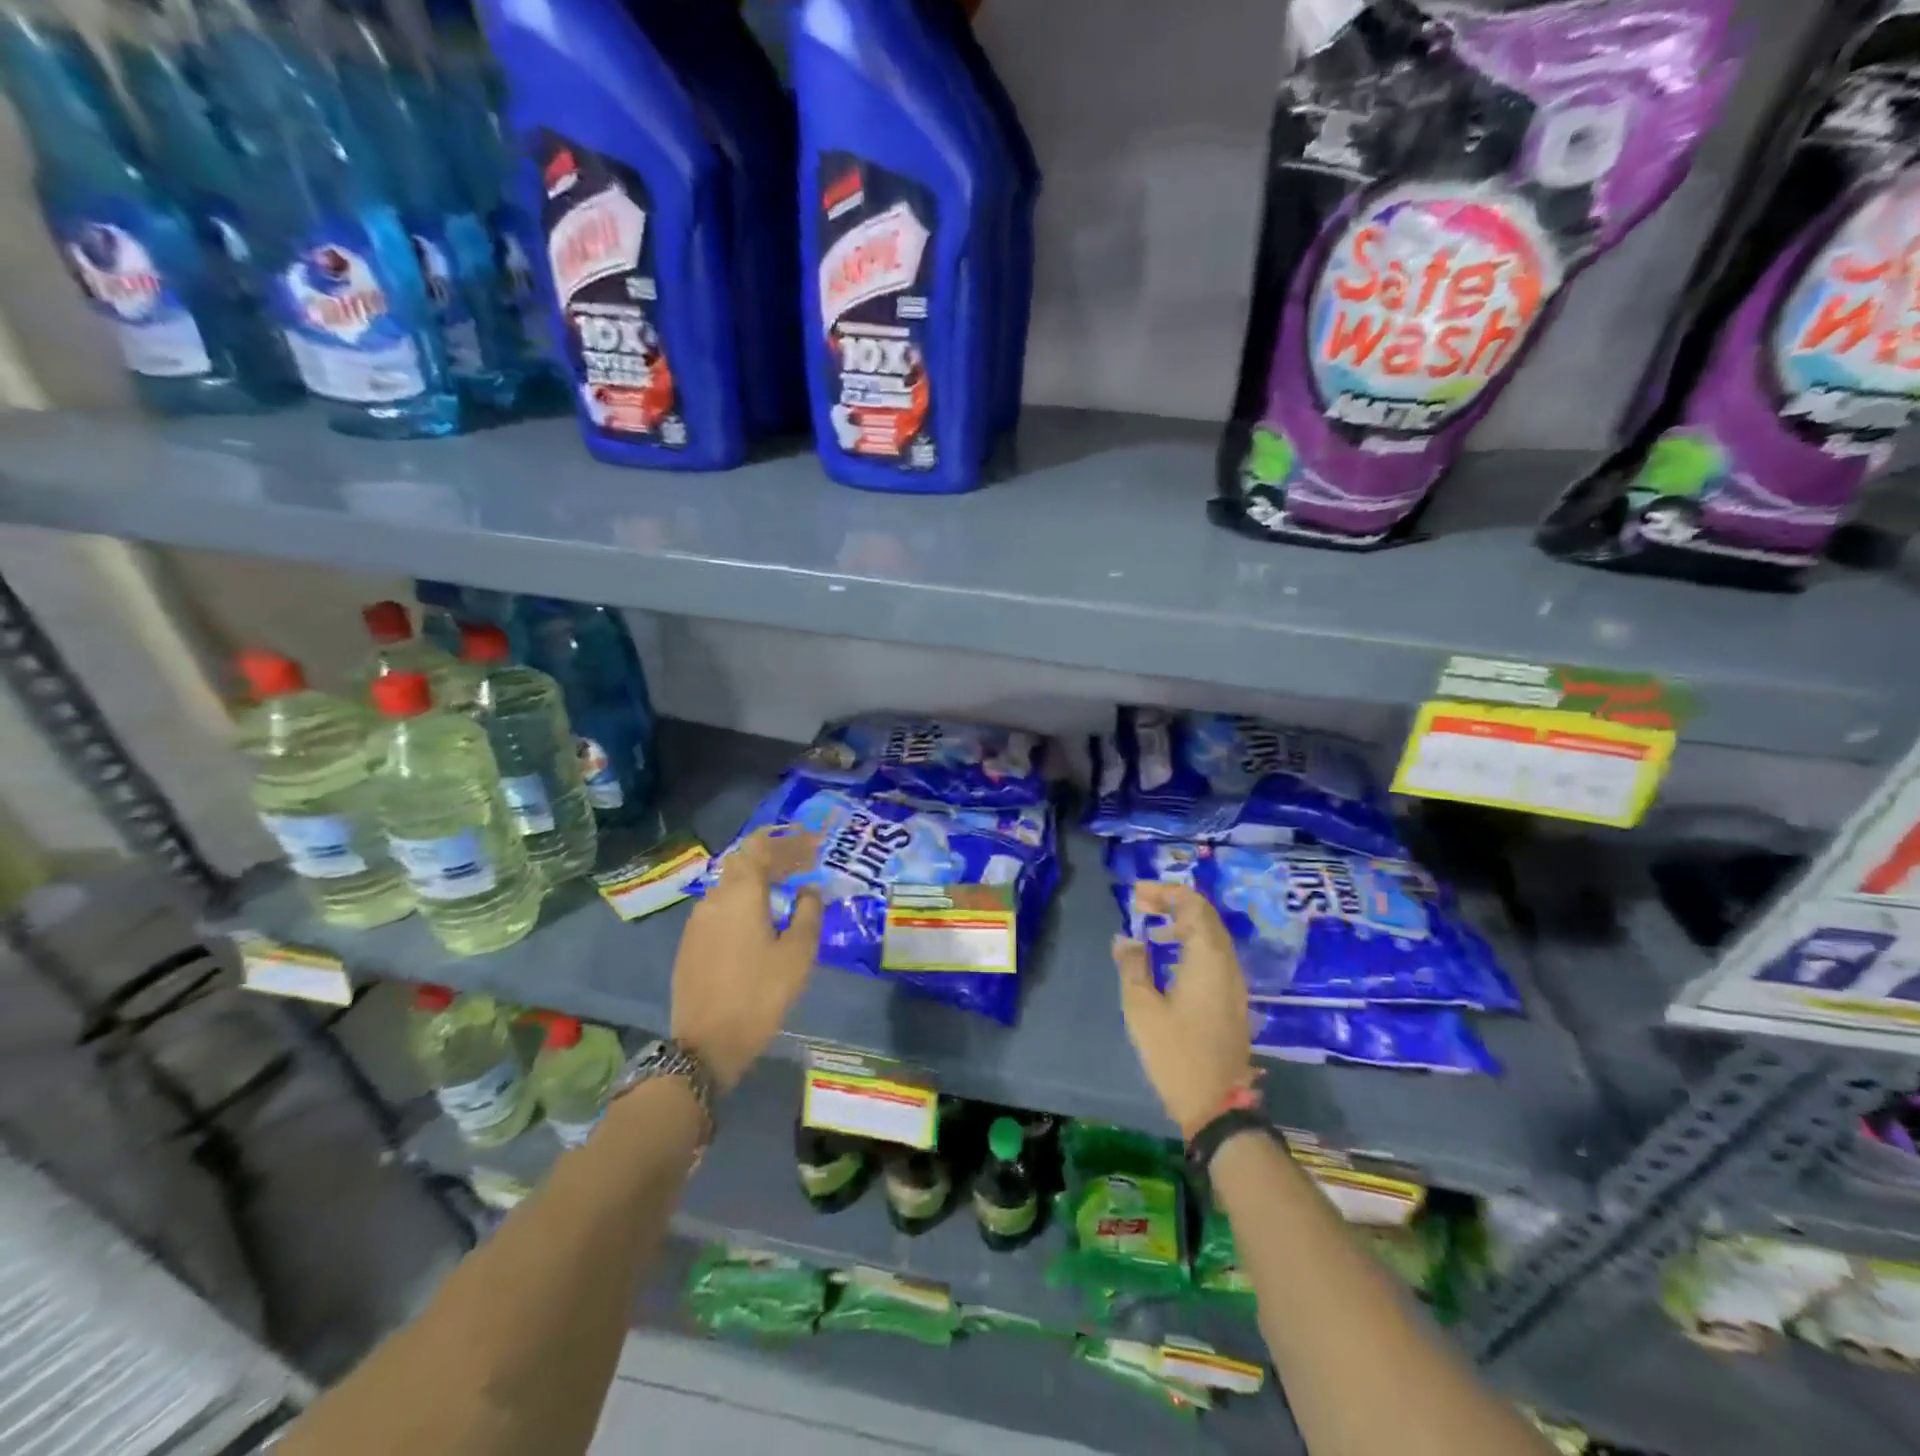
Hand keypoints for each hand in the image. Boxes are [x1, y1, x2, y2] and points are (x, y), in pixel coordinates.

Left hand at [671, 828, 821, 1091]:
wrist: (706, 1044)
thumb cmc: (759, 994)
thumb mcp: (798, 955)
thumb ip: (808, 914)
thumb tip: (808, 890)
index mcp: (741, 893)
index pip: (759, 845)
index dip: (786, 839)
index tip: (810, 841)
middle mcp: (715, 898)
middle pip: (743, 862)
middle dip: (774, 857)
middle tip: (802, 865)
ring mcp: (697, 920)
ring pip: (730, 885)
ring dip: (758, 881)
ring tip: (785, 892)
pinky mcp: (690, 942)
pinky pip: (720, 907)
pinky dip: (743, 902)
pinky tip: (759, 921)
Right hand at [1113, 882, 1254, 1138]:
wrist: (1217, 1105)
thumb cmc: (1175, 1053)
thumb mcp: (1141, 1007)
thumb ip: (1132, 966)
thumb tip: (1126, 939)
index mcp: (1207, 958)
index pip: (1193, 904)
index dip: (1166, 891)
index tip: (1136, 894)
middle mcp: (1227, 963)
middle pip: (1205, 916)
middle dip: (1174, 903)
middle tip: (1141, 905)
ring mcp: (1234, 983)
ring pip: (1212, 936)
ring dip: (1183, 923)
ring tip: (1152, 929)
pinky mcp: (1233, 1000)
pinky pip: (1214, 956)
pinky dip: (1191, 944)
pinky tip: (1169, 960)